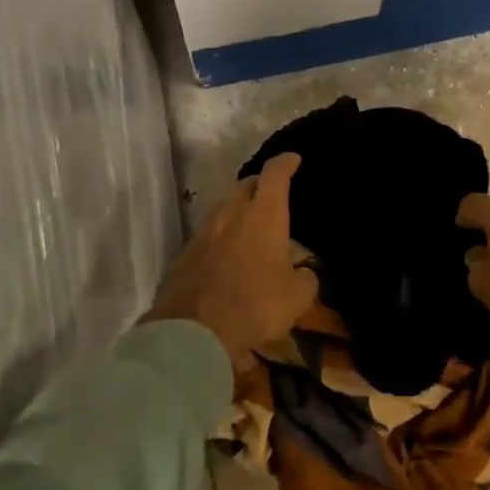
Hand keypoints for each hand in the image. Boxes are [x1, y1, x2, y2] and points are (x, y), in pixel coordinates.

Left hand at [144, 153, 318, 368]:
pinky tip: (225, 255)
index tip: (292, 158)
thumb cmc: (256, 304)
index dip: (285, 163)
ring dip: (236, 210)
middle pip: (244, 186)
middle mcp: (231, 214)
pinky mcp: (184, 255)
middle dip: (259, 184)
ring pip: (222, 209)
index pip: (275, 175)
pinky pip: (206, 236)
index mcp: (264, 215)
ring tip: (248, 223)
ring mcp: (203, 232)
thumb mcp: (297, 297)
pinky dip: (219, 238)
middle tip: (270, 194)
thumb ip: (305, 279)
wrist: (194, 330)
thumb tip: (304, 273)